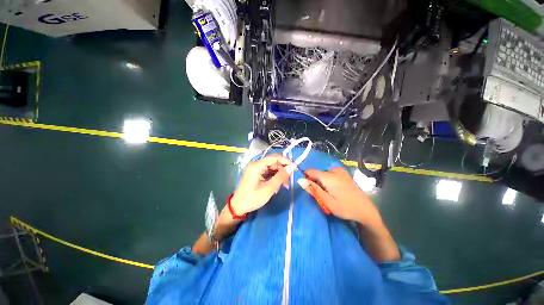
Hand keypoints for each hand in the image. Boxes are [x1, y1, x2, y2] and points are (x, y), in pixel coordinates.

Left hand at [231, 154, 294, 215]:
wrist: (238, 207)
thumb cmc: (253, 198)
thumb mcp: (269, 188)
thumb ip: (281, 176)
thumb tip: (292, 167)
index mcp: (257, 166)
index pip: (274, 157)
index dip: (286, 161)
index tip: (294, 168)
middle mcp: (256, 164)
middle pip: (273, 162)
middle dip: (282, 170)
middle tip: (287, 182)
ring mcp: (255, 168)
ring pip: (272, 167)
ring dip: (279, 174)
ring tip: (283, 185)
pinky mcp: (256, 173)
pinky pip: (268, 171)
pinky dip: (274, 176)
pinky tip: (277, 184)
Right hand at [297, 167, 380, 225]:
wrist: (365, 210)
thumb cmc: (345, 208)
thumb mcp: (327, 202)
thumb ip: (313, 189)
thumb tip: (299, 180)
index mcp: (329, 177)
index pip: (310, 171)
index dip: (307, 178)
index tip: (311, 189)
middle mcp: (334, 170)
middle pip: (317, 173)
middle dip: (316, 182)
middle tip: (323, 195)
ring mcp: (340, 171)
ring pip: (323, 174)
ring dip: (322, 182)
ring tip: (330, 193)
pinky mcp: (344, 173)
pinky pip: (330, 174)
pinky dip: (328, 181)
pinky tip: (335, 190)